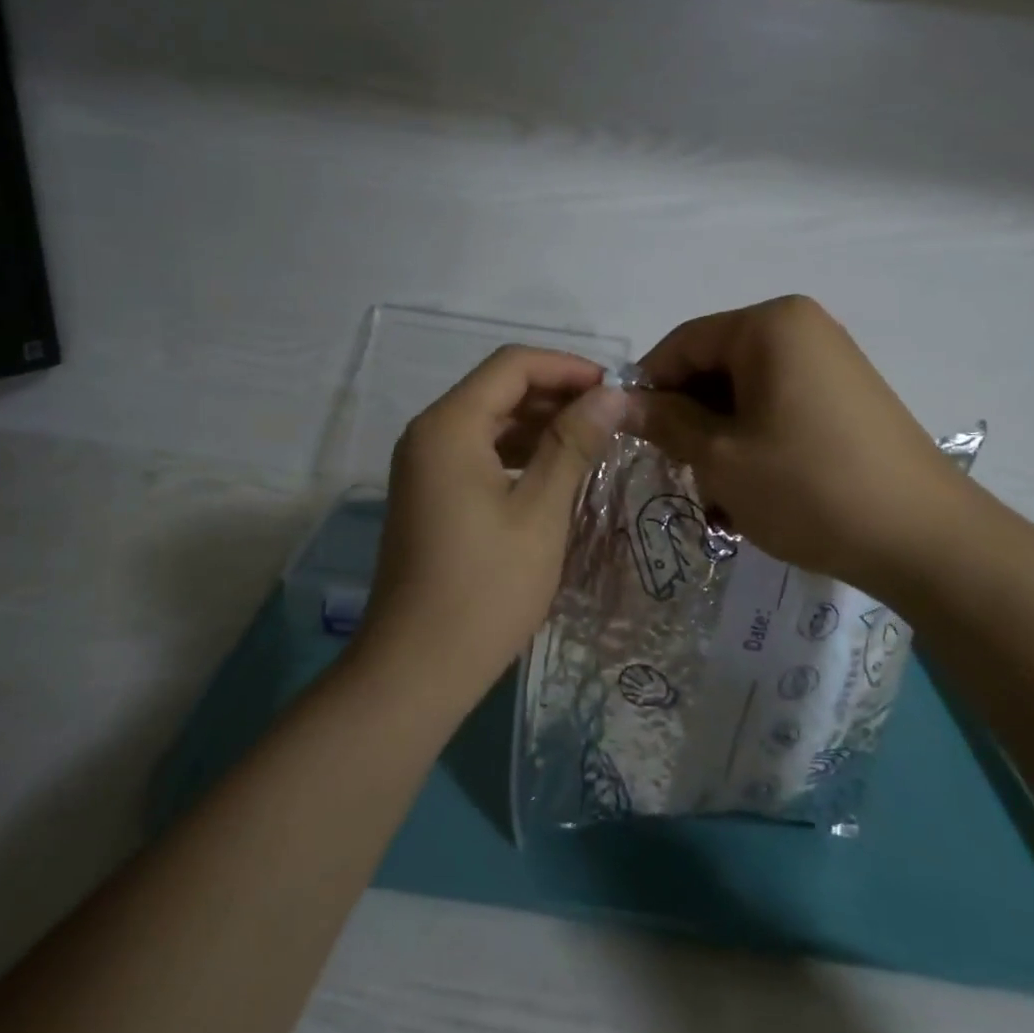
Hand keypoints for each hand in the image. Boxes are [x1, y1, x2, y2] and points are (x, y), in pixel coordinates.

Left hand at [360, 346, 627, 706]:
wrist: (418, 666)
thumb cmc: (486, 588)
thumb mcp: (541, 512)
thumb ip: (573, 444)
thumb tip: (611, 394)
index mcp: (449, 425)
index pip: (512, 365)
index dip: (567, 367)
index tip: (615, 389)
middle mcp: (428, 433)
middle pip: (498, 390)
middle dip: (556, 395)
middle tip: (612, 419)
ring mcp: (423, 466)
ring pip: (489, 422)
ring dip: (539, 425)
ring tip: (594, 443)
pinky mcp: (428, 494)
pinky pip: (477, 454)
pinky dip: (518, 454)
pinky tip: (556, 473)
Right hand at [626, 296, 973, 594]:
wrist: (924, 539)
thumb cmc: (807, 486)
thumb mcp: (719, 456)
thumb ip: (664, 420)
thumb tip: (615, 400)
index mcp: (769, 325)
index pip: (682, 343)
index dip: (649, 388)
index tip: (632, 436)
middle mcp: (802, 328)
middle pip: (715, 366)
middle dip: (690, 420)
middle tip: (681, 475)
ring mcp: (830, 362)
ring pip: (744, 393)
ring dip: (720, 440)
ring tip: (721, 498)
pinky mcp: (847, 397)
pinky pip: (779, 407)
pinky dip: (755, 442)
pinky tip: (755, 491)